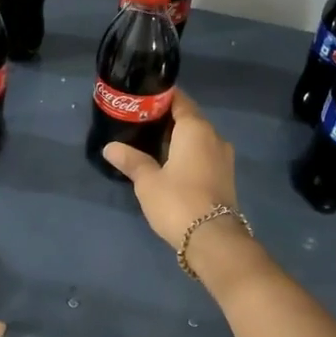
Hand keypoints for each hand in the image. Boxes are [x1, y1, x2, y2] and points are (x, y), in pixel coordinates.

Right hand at [101, 90, 241, 250]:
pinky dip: (188, 154)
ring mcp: (224, 157)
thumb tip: (110, 147)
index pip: (180, 100)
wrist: (213, 238)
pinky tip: (170, 164)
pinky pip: (204, 154)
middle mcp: (214, 136)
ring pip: (198, 138)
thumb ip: (131, 160)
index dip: (161, 98)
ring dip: (178, 139)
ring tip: (151, 145)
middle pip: (189, 119)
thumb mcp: (147, 181)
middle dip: (167, 120)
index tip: (141, 100)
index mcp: (196, 129)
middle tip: (140, 124)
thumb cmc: (177, 201)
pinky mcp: (225, 176)